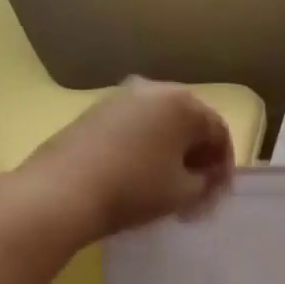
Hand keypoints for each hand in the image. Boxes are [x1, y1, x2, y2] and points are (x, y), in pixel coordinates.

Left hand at [14, 79, 235, 244]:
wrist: (60, 193)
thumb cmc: (135, 189)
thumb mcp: (186, 192)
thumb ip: (207, 181)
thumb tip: (207, 177)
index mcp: (183, 103)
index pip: (219, 132)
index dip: (224, 166)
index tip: (219, 193)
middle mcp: (154, 90)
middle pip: (190, 123)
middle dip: (199, 156)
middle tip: (199, 188)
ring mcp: (120, 98)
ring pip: (161, 124)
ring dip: (172, 152)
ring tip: (170, 184)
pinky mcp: (94, 112)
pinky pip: (135, 127)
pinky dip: (147, 147)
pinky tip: (142, 174)